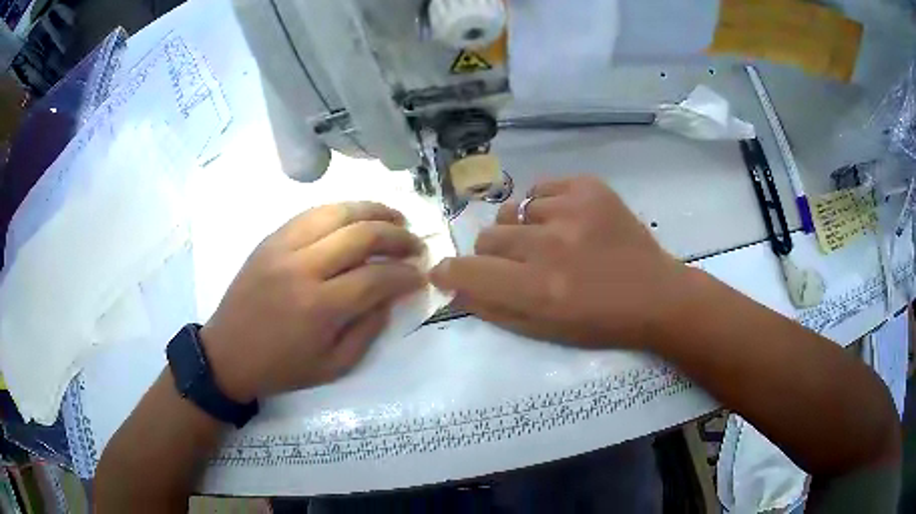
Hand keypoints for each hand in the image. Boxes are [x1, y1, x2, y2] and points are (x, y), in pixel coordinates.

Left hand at [201, 202, 424, 401]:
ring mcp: (283, 247)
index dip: (406, 274)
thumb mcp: (333, 366)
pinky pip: (311, 213)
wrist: (227, 354)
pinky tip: (356, 217)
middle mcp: (303, 268)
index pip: (377, 278)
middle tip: (415, 244)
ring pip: (337, 212)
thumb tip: (391, 295)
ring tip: (394, 218)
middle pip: (362, 235)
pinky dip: (340, 211)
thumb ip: (368, 330)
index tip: (421, 275)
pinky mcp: (270, 239)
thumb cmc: (281, 368)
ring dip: (372, 210)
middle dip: (398, 236)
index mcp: (319, 307)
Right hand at [430, 176, 691, 348]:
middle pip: (488, 237)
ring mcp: (572, 209)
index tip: (447, 271)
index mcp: (539, 290)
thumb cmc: (600, 323)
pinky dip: (544, 206)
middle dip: (493, 254)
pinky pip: (541, 189)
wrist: (656, 295)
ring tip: (552, 243)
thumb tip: (455, 285)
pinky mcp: (589, 188)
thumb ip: (494, 308)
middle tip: (519, 264)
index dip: (450, 271)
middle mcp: (551, 246)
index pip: (469, 270)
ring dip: (524, 230)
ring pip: (514, 212)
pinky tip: (565, 222)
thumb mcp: (544, 331)